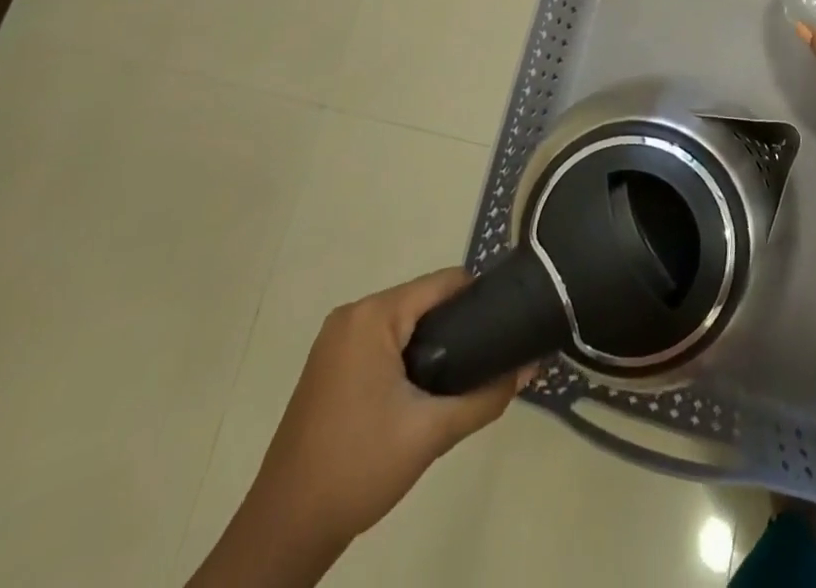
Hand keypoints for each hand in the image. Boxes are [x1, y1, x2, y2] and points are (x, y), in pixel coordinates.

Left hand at [189, 270, 526, 587]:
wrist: (284, 531)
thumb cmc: (358, 468)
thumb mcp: (431, 432)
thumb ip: (486, 396)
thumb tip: (532, 366)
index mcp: (373, 315)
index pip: (444, 283)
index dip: (481, 299)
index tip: (508, 324)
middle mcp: (353, 314)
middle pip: (424, 300)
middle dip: (459, 325)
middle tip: (490, 357)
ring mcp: (336, 339)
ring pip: (405, 322)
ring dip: (435, 342)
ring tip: (465, 374)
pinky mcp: (330, 364)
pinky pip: (384, 340)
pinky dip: (409, 355)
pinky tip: (426, 388)